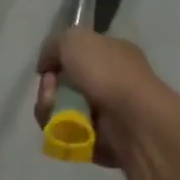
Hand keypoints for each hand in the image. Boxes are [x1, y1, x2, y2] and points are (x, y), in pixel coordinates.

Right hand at [35, 29, 175, 167]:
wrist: (133, 120)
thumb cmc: (108, 73)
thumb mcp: (75, 40)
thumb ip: (53, 45)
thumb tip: (46, 66)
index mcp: (111, 53)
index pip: (76, 54)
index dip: (57, 60)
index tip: (48, 67)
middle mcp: (109, 81)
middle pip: (63, 84)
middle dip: (49, 88)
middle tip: (51, 91)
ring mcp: (104, 112)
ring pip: (60, 109)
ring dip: (49, 109)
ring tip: (56, 112)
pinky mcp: (97, 139)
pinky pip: (66, 133)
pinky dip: (59, 130)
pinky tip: (64, 128)